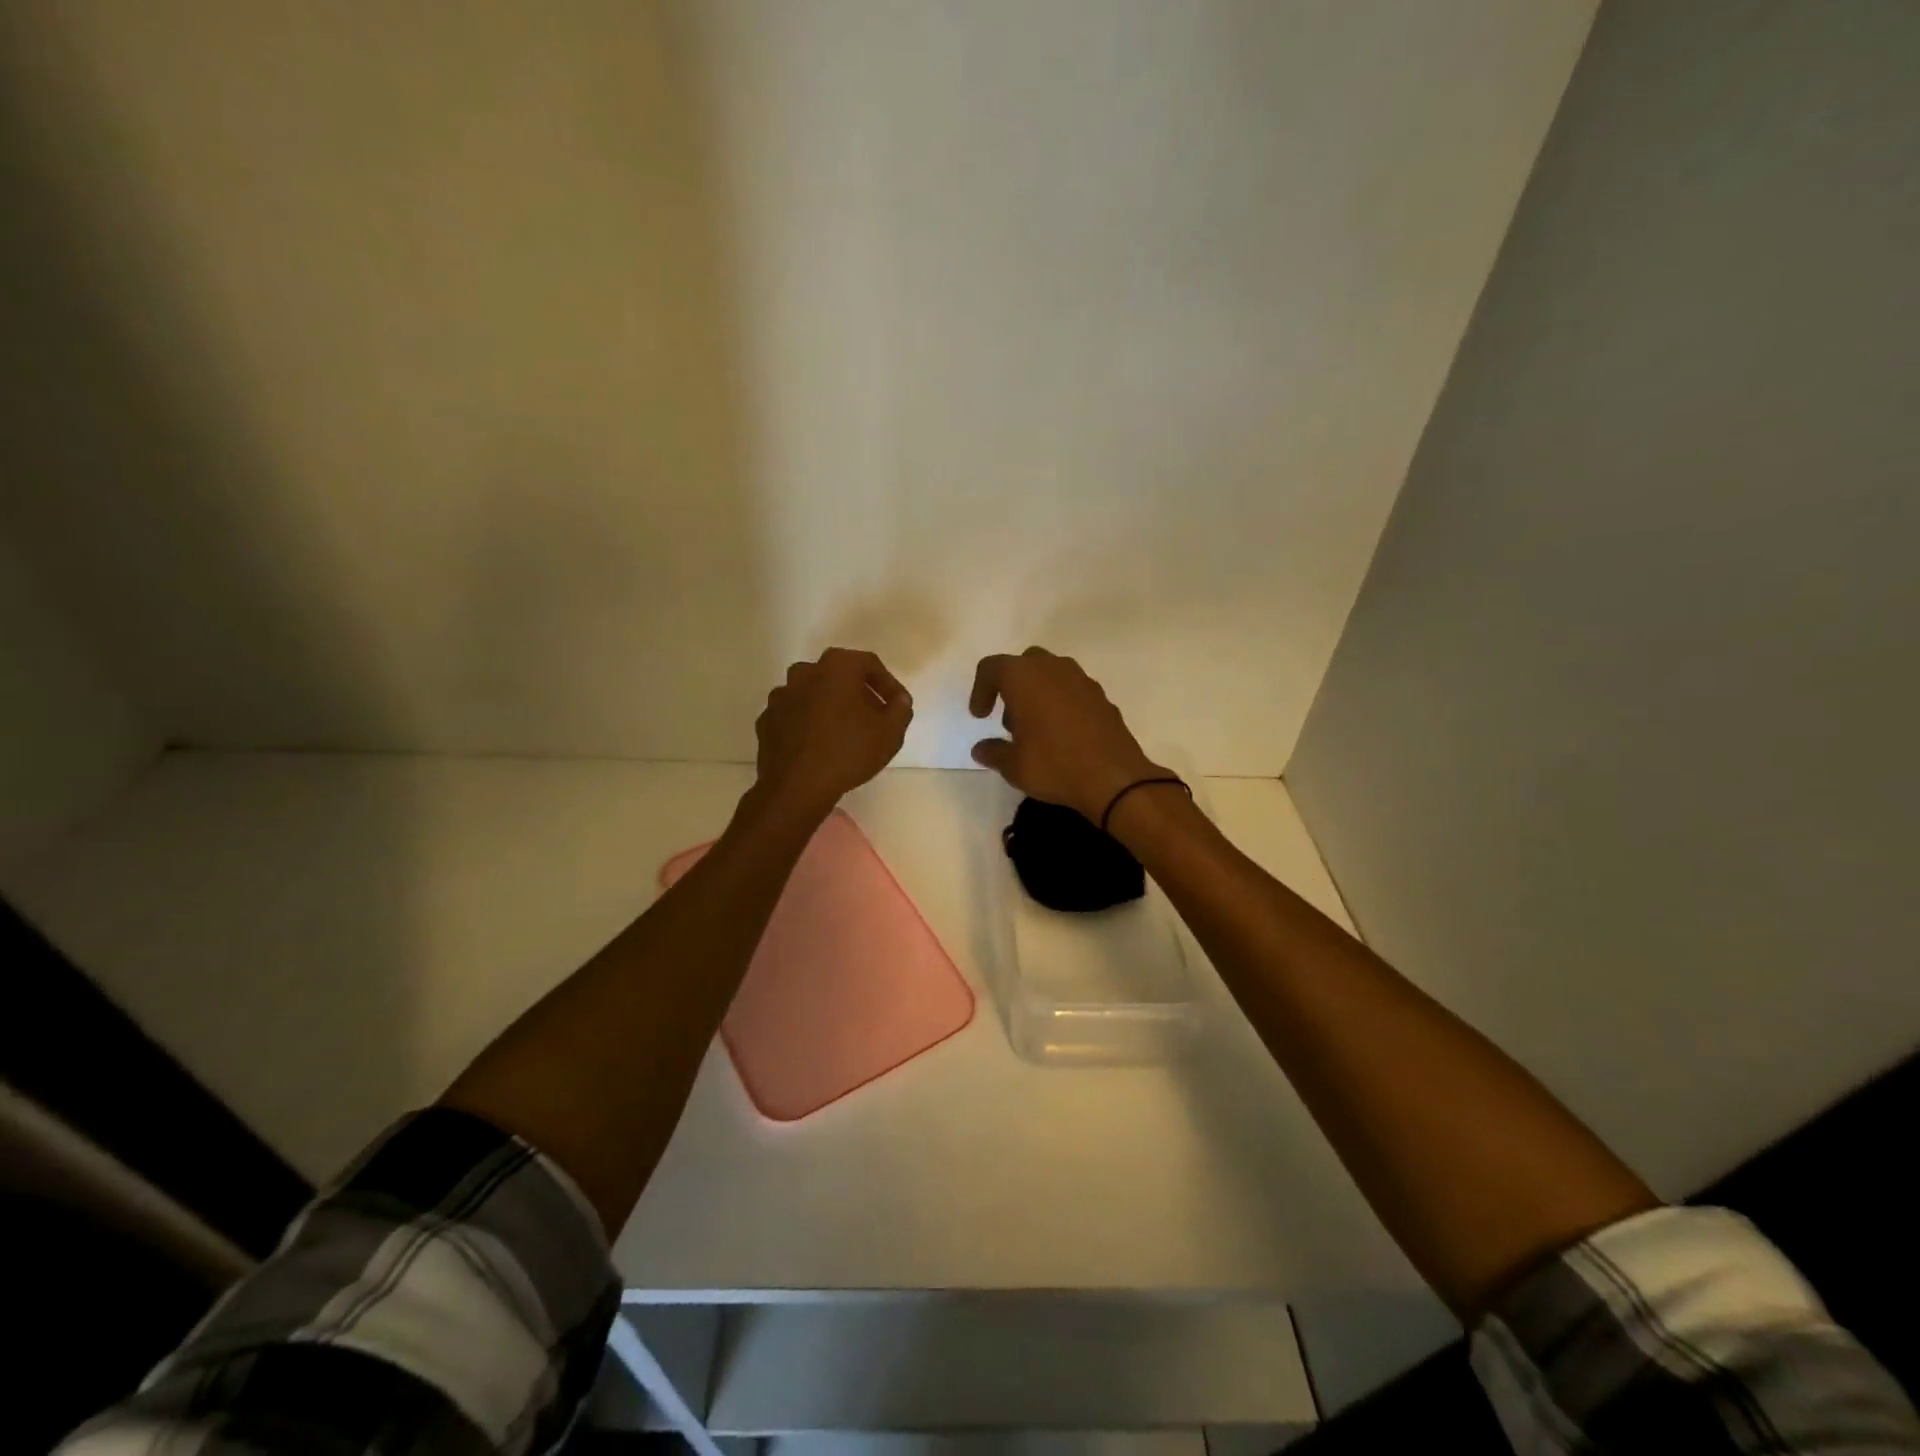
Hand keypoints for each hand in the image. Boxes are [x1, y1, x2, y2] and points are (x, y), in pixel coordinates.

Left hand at [755, 648, 912, 818]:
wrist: (796, 787)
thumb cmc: (848, 752)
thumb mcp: (890, 733)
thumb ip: (901, 709)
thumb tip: (899, 700)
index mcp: (836, 667)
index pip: (869, 664)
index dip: (887, 684)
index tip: (896, 706)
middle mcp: (804, 672)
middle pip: (838, 675)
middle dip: (858, 692)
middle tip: (872, 717)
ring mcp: (781, 695)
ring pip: (813, 693)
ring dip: (830, 706)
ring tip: (844, 732)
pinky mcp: (767, 720)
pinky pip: (795, 715)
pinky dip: (808, 723)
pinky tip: (818, 745)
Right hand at [969, 647, 1166, 821]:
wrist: (1114, 777)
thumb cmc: (1054, 765)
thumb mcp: (1014, 766)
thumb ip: (994, 752)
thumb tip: (981, 749)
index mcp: (1024, 677)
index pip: (992, 668)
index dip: (980, 690)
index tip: (980, 716)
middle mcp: (1053, 669)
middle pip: (1024, 664)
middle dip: (1012, 688)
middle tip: (1009, 722)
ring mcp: (1082, 680)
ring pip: (1051, 674)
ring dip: (1037, 694)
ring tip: (1035, 731)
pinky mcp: (1102, 697)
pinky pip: (1072, 690)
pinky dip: (1061, 703)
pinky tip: (1062, 735)